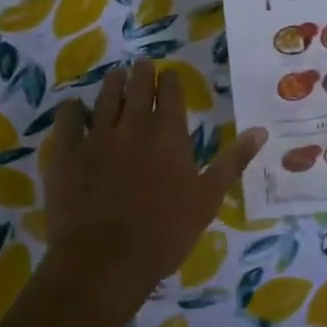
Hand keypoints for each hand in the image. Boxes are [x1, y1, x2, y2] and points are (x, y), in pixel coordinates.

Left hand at [37, 60, 266, 294]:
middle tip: (142, 64)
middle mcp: (133, 125)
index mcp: (168, 133)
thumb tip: (261, 130)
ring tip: (116, 75)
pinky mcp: (66, 156)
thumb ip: (233, 160)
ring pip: (104, 98)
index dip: (170, 81)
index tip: (169, 75)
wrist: (104, 263)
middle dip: (142, 73)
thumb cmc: (165, 232)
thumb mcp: (209, 198)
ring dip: (112, 83)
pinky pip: (66, 121)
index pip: (171, 93)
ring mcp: (96, 138)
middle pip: (137, 87)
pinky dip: (70, 110)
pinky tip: (73, 107)